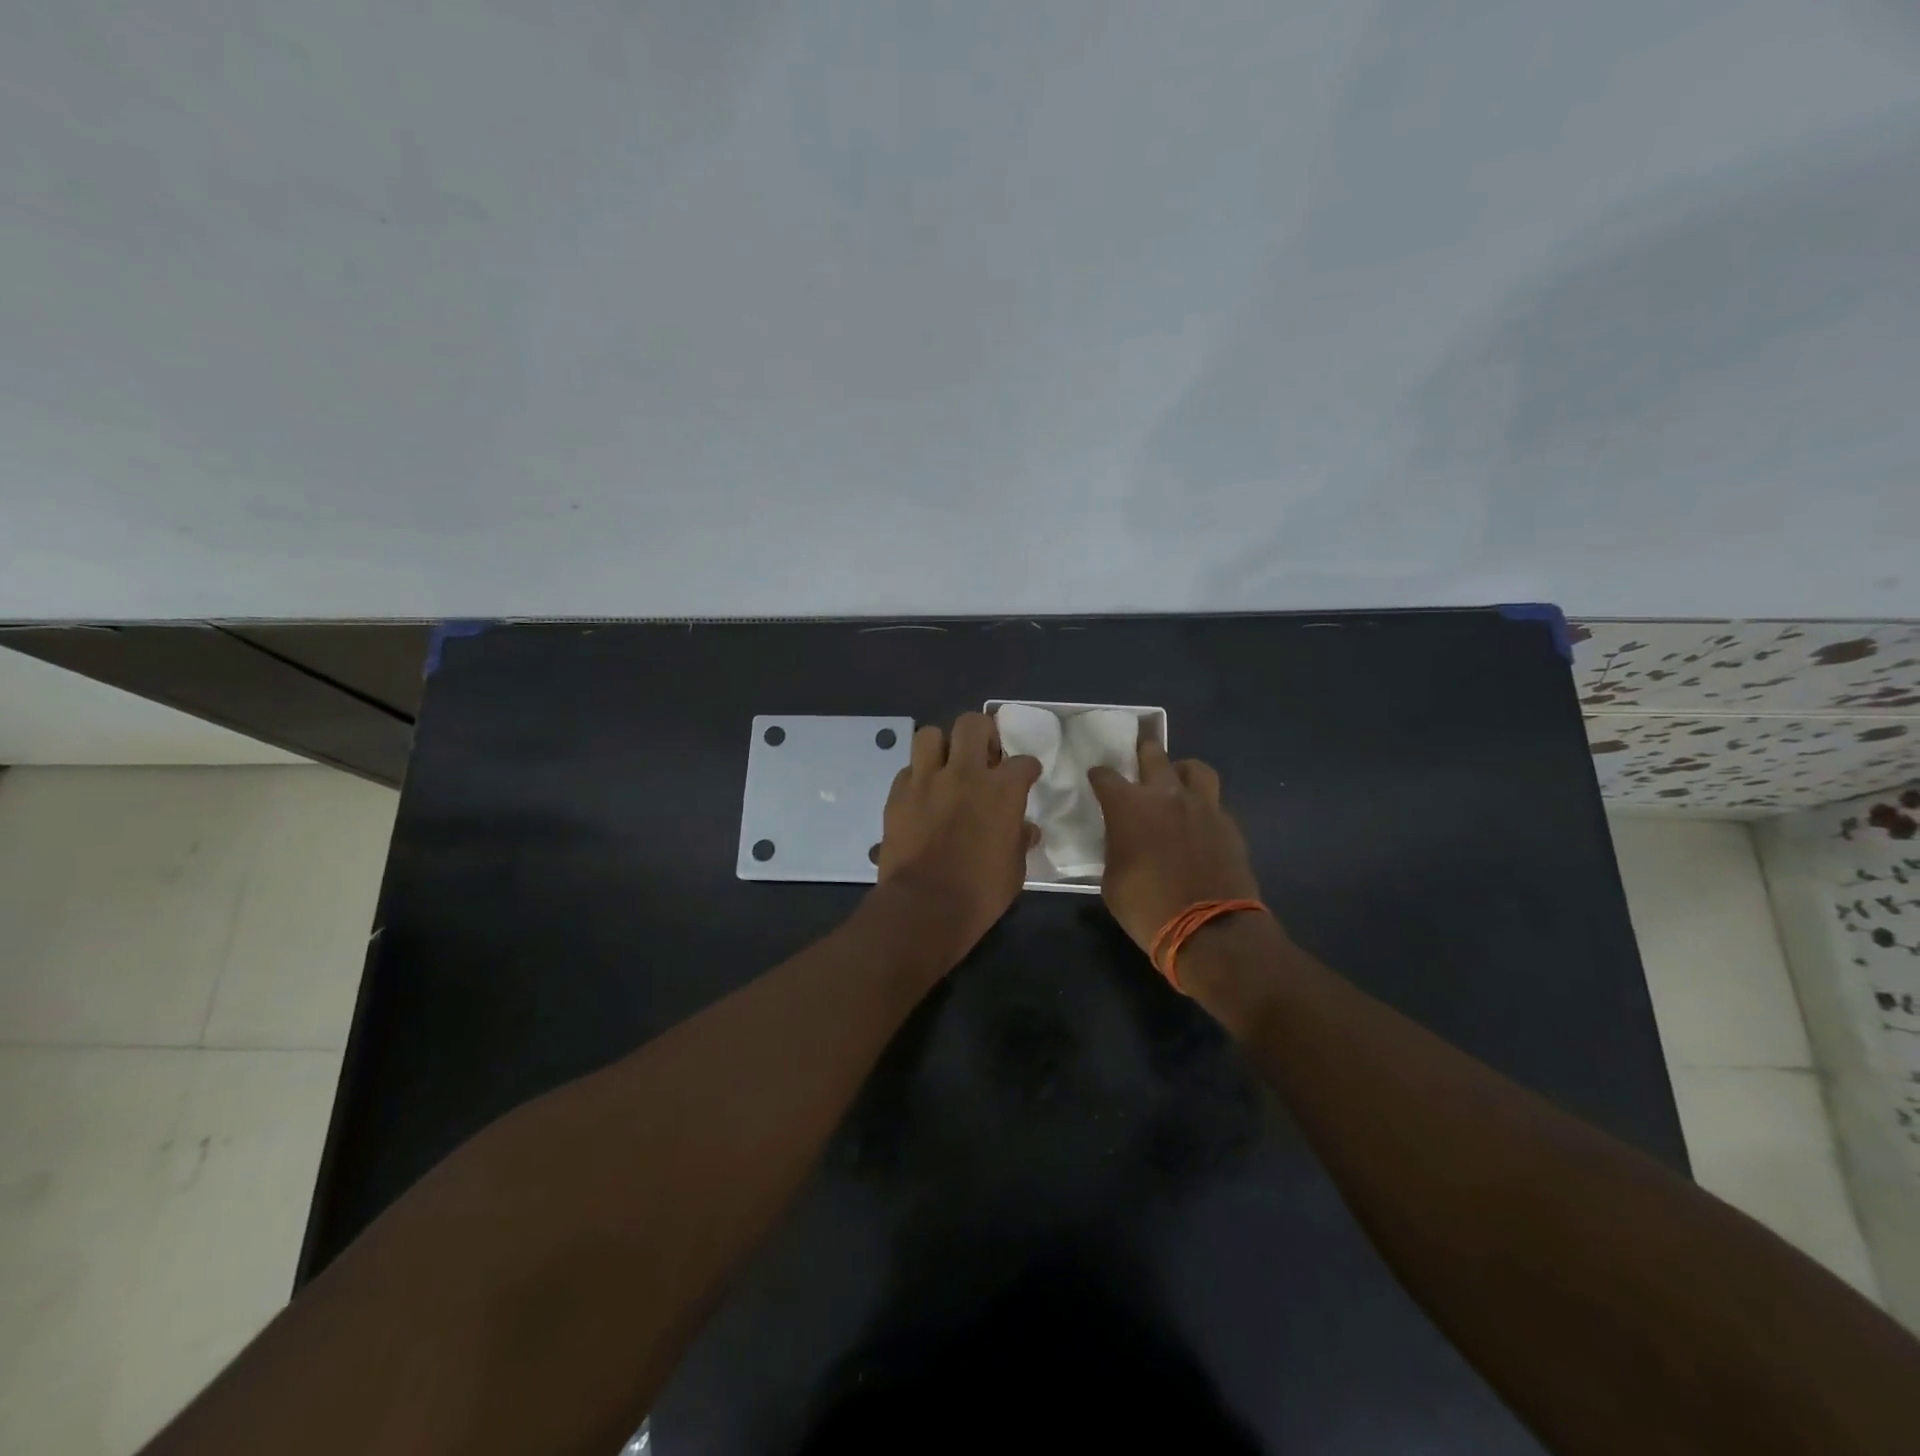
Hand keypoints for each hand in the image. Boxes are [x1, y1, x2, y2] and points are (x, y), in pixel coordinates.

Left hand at [875, 713, 1040, 954]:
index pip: (1023, 761)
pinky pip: (907, 770)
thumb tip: (1026, 829)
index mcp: (1002, 790)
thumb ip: (1020, 840)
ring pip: (930, 734)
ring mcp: (926, 780)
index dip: (1027, 768)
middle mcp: (964, 773)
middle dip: (982, 733)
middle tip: (984, 754)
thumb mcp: (1015, 869)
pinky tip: (922, 794)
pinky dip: (917, 776)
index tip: (1026, 776)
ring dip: (941, 746)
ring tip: (946, 765)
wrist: (924, 907)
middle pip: (972, 723)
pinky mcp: (897, 794)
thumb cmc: (980, 892)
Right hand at [1087, 736, 1261, 953]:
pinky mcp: (1228, 823)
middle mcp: (1165, 795)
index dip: (1098, 776)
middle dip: (1142, 750)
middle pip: (1153, 754)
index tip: (1096, 779)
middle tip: (1138, 754)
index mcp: (1128, 806)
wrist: (1210, 930)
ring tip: (1177, 781)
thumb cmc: (1147, 908)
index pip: (1105, 776)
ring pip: (1194, 768)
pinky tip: (1198, 821)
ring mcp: (1202, 806)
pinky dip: (1203, 804)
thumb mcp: (1112, 881)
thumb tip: (1122, 842)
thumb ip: (1115, 849)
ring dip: (1181, 770)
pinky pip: (1214, 801)